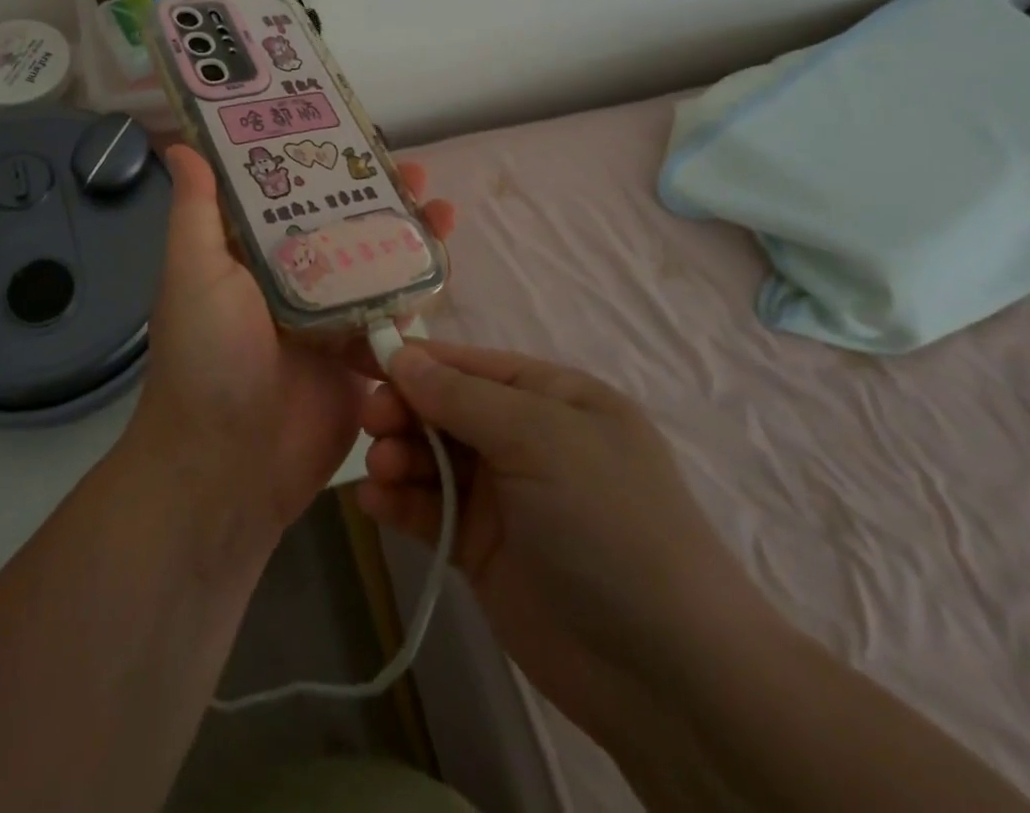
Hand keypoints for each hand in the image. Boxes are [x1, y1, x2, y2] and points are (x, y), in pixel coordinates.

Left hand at [124, 144, 455, 544]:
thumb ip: (198, 212)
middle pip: (340, 226)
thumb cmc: (206, 358)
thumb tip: (180, 146)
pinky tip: (444, 261)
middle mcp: (291, 281)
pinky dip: (418, 288)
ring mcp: (329, 321)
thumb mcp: (193, 273)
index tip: (352, 134)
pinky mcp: (359, 360)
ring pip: (374, 265)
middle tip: (413, 168)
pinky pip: (393, 316)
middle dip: (375, 197)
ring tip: (442, 206)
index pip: (289, 196)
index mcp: (250, 256)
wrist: (228, 468)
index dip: (319, 164)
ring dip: (406, 235)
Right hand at [359, 342, 781, 735]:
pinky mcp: (483, 548)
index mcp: (553, 397)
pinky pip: (430, 510)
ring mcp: (504, 495)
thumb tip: (401, 355)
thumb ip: (461, 396)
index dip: (417, 360)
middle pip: (445, 408)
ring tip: (379, 470)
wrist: (666, 673)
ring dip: (398, 456)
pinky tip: (375, 503)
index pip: (470, 364)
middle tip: (371, 423)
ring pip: (432, 458)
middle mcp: (527, 438)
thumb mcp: (539, 438)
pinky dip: (401, 502)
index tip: (363, 359)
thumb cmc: (607, 521)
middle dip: (405, 410)